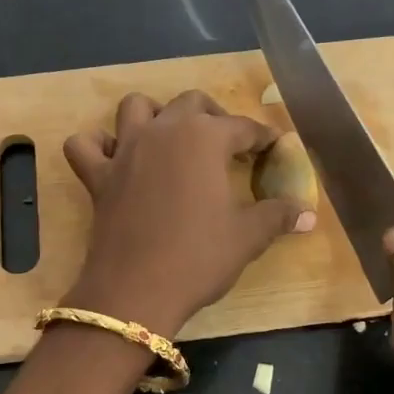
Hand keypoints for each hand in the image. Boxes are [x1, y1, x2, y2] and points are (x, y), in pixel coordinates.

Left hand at [62, 91, 315, 334]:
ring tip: (170, 139)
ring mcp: (125, 150)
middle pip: (191, 103)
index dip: (262, 137)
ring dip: (155, 115)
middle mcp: (163, 131)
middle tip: (228, 144)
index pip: (242, 127)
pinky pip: (85, 145)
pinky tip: (114, 158)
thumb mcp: (248, 237)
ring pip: (136, 107)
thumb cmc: (199, 257)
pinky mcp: (97, 176)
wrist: (136, 290)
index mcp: (204, 138)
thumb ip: (278, 216)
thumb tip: (308, 214)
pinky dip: (97, 145)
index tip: (273, 147)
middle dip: (214, 117)